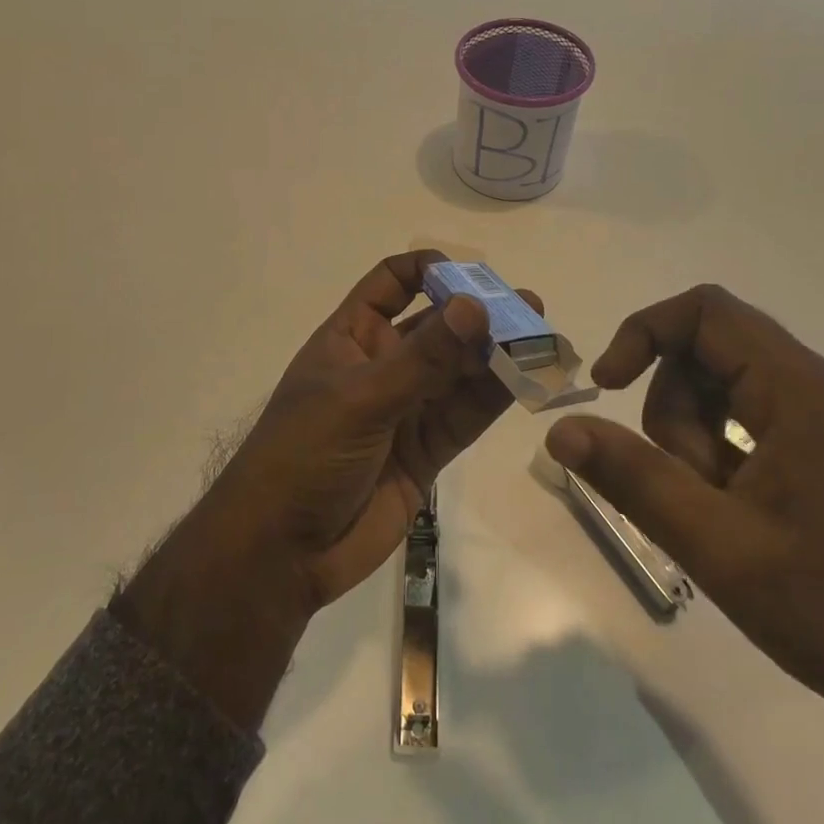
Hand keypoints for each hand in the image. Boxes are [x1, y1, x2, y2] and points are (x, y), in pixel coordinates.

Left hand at [122, 251, 536, 727]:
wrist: (281, 553)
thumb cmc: (303, 456)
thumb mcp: (360, 399)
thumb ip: (423, 359)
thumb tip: (475, 306)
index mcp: (351, 338)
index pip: (391, 283)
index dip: (428, 270)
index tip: (470, 276)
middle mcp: (382, 365)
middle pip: (437, 326)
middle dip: (478, 314)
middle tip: (528, 307)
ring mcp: (406, 408)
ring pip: (459, 371)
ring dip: (497, 354)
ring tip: (542, 338)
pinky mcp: (427, 450)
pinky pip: (466, 415)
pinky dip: (495, 397)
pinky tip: (528, 379)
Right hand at [545, 282, 823, 729]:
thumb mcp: (718, 545)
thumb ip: (633, 478)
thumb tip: (560, 431)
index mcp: (802, 391)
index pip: (705, 312)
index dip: (643, 333)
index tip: (608, 388)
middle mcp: (822, 389)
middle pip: (711, 352)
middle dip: (674, 411)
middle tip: (686, 486)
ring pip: (728, 391)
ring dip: (698, 441)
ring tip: (720, 514)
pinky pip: (755, 422)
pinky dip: (726, 455)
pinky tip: (739, 517)